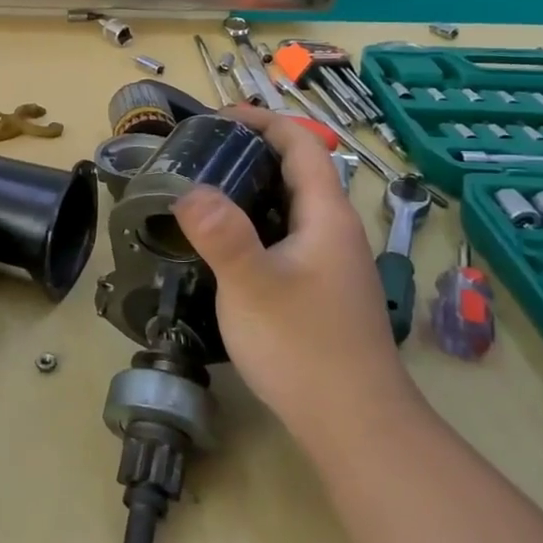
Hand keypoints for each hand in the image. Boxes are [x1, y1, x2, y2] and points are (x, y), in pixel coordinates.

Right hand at [171, 107, 423, 455]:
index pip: (302, 145)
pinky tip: (225, 248)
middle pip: (298, 173)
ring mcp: (332, 265)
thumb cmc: (303, 347)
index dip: (264, 122)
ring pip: (291, 208)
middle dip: (252, 152)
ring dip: (252, 190)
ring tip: (203, 194)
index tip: (218, 117)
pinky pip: (286, 238)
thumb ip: (221, 234)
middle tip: (199, 155)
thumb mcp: (252, 286)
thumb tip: (188, 190)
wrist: (354, 424)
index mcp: (326, 217)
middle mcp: (334, 233)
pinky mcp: (321, 292)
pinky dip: (255, 224)